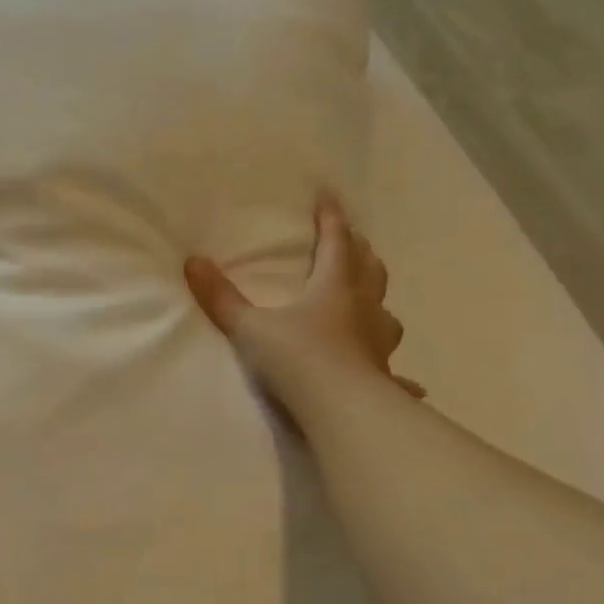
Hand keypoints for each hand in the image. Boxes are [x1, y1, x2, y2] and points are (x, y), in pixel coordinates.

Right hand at [184, 192, 423, 415]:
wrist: (340, 408)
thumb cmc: (297, 359)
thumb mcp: (250, 327)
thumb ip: (222, 298)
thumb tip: (193, 261)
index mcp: (333, 287)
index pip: (336, 241)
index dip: (331, 217)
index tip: (329, 195)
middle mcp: (362, 307)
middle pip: (367, 269)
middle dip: (359, 250)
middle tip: (354, 240)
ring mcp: (377, 341)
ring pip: (384, 311)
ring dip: (377, 300)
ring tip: (370, 300)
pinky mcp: (383, 374)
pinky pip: (395, 371)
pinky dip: (400, 376)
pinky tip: (410, 386)